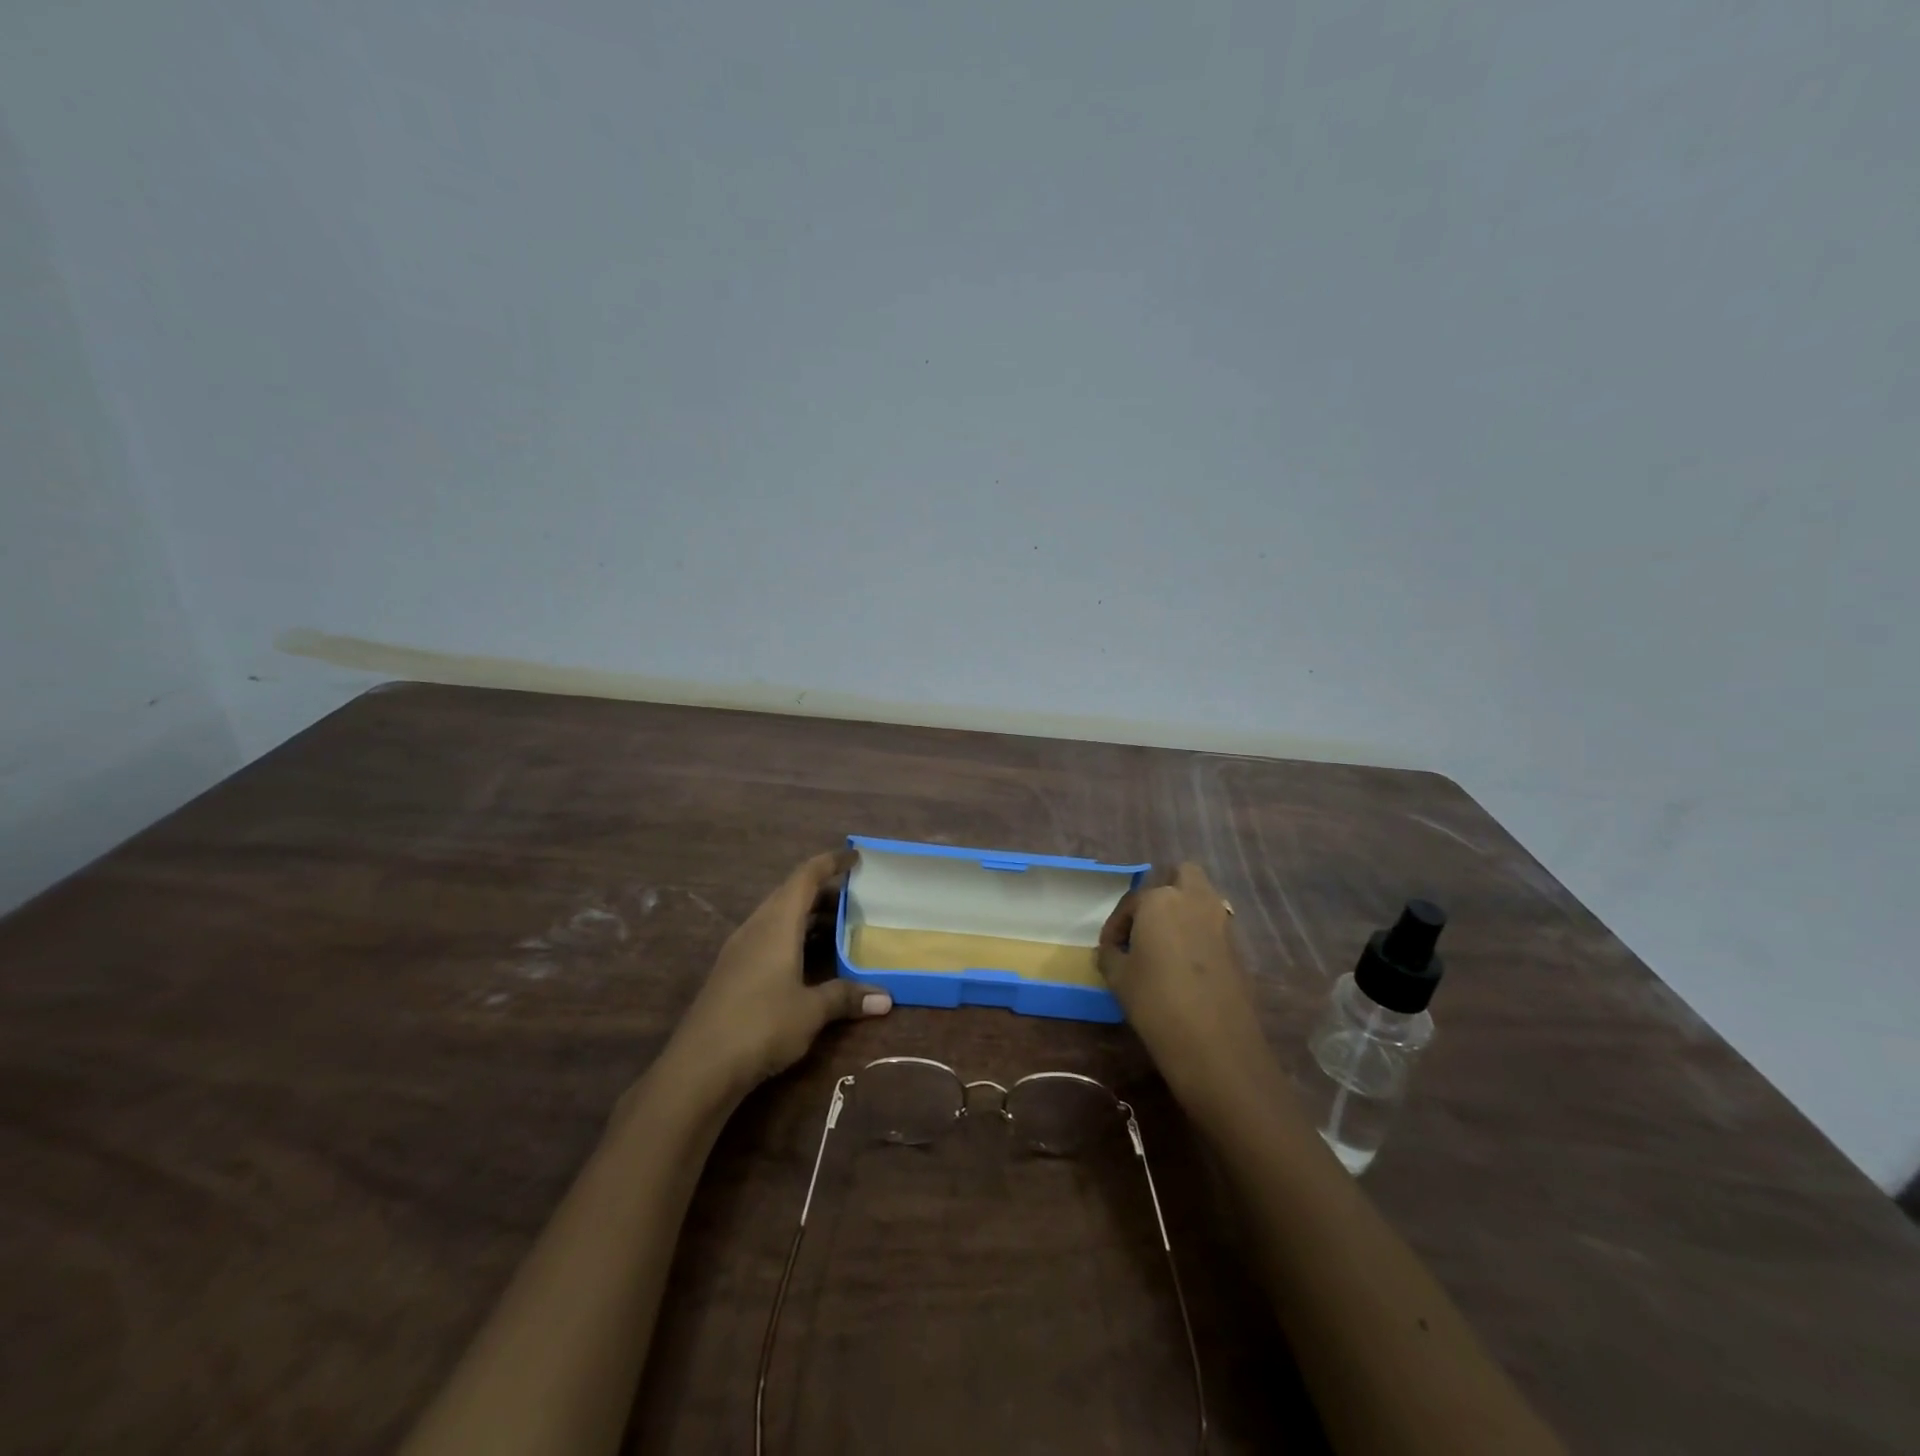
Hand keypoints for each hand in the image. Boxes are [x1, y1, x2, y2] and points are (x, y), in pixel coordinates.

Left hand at [669, 850, 891, 1094]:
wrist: (699, 1067)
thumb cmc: (761, 1024)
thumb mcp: (811, 1011)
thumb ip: (846, 997)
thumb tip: (886, 998)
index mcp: (776, 923)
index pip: (805, 876)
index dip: (831, 862)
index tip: (855, 857)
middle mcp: (756, 927)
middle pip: (791, 894)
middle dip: (823, 892)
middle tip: (856, 897)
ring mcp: (740, 950)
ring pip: (778, 918)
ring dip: (807, 917)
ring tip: (839, 926)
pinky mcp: (732, 972)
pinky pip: (768, 938)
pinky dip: (793, 937)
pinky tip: (808, 960)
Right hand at [1099, 862, 1281, 1117]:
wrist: (1215, 1044)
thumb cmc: (1156, 1002)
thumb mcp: (1119, 977)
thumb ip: (1111, 955)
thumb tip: (1112, 950)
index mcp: (1160, 900)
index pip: (1131, 902)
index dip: (1116, 926)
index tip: (1109, 949)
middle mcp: (1194, 901)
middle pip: (1183, 874)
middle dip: (1165, 889)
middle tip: (1147, 922)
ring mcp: (1221, 922)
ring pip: (1203, 898)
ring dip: (1185, 910)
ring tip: (1164, 943)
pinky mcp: (1237, 947)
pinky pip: (1214, 926)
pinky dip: (1200, 934)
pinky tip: (1185, 964)